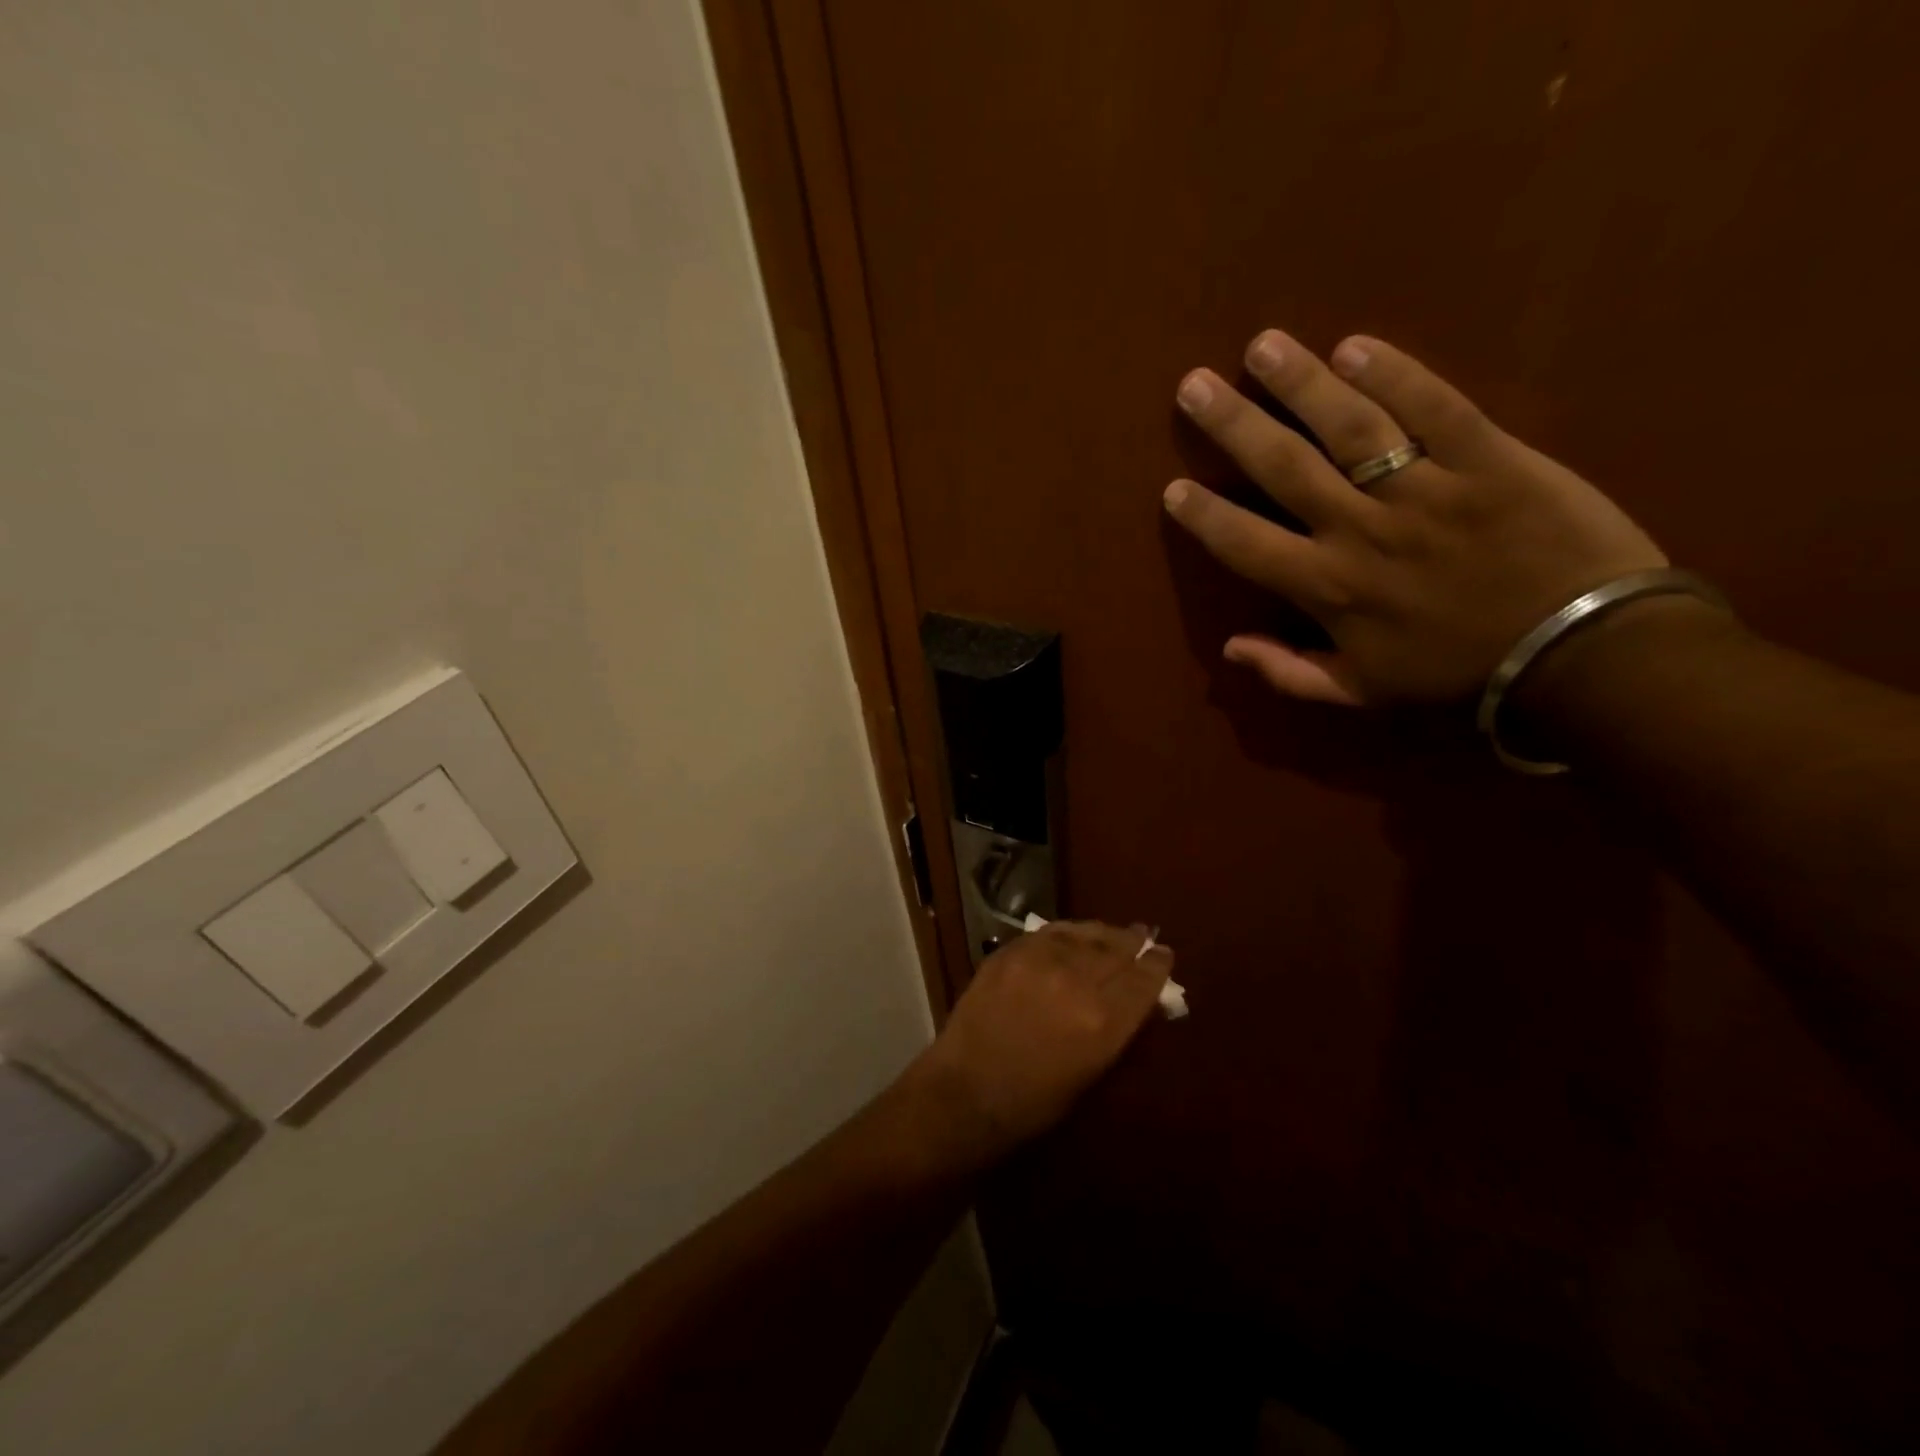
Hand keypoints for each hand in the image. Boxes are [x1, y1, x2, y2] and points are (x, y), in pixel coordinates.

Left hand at [902, 922, 1172, 1169]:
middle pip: (1118, 950)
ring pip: (1085, 934)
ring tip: (1114, 933)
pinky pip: (1051, 932)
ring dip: (1104, 934)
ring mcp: (1041, 961)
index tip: (1164, 956)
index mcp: (1104, 1021)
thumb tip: (1139, 1000)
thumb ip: (1118, 1029)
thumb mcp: (1093, 1073)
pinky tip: (1075, 934)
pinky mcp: (1012, 951)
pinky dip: (1069, 932)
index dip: (1158, 965)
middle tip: (1143, 937)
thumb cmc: (1035, 1103)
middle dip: (1134, 944)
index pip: (1144, 980)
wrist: (967, 1092)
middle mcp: (1077, 982)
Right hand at [1161, 329, 1664, 705]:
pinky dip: (1394, 375)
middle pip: (1285, 468)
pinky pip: (1435, 408)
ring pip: (1349, 428)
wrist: (1580, 652)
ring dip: (1300, 384)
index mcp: (1329, 589)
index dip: (1206, 515)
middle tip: (1193, 386)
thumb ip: (1290, 673)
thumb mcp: (1363, 692)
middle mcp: (1362, 531)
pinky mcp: (1490, 459)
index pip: (1247, 544)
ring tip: (1262, 346)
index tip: (1173, 487)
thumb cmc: (1459, 672)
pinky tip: (1355, 346)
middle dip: (1233, 425)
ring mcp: (1426, 490)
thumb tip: (1230, 648)